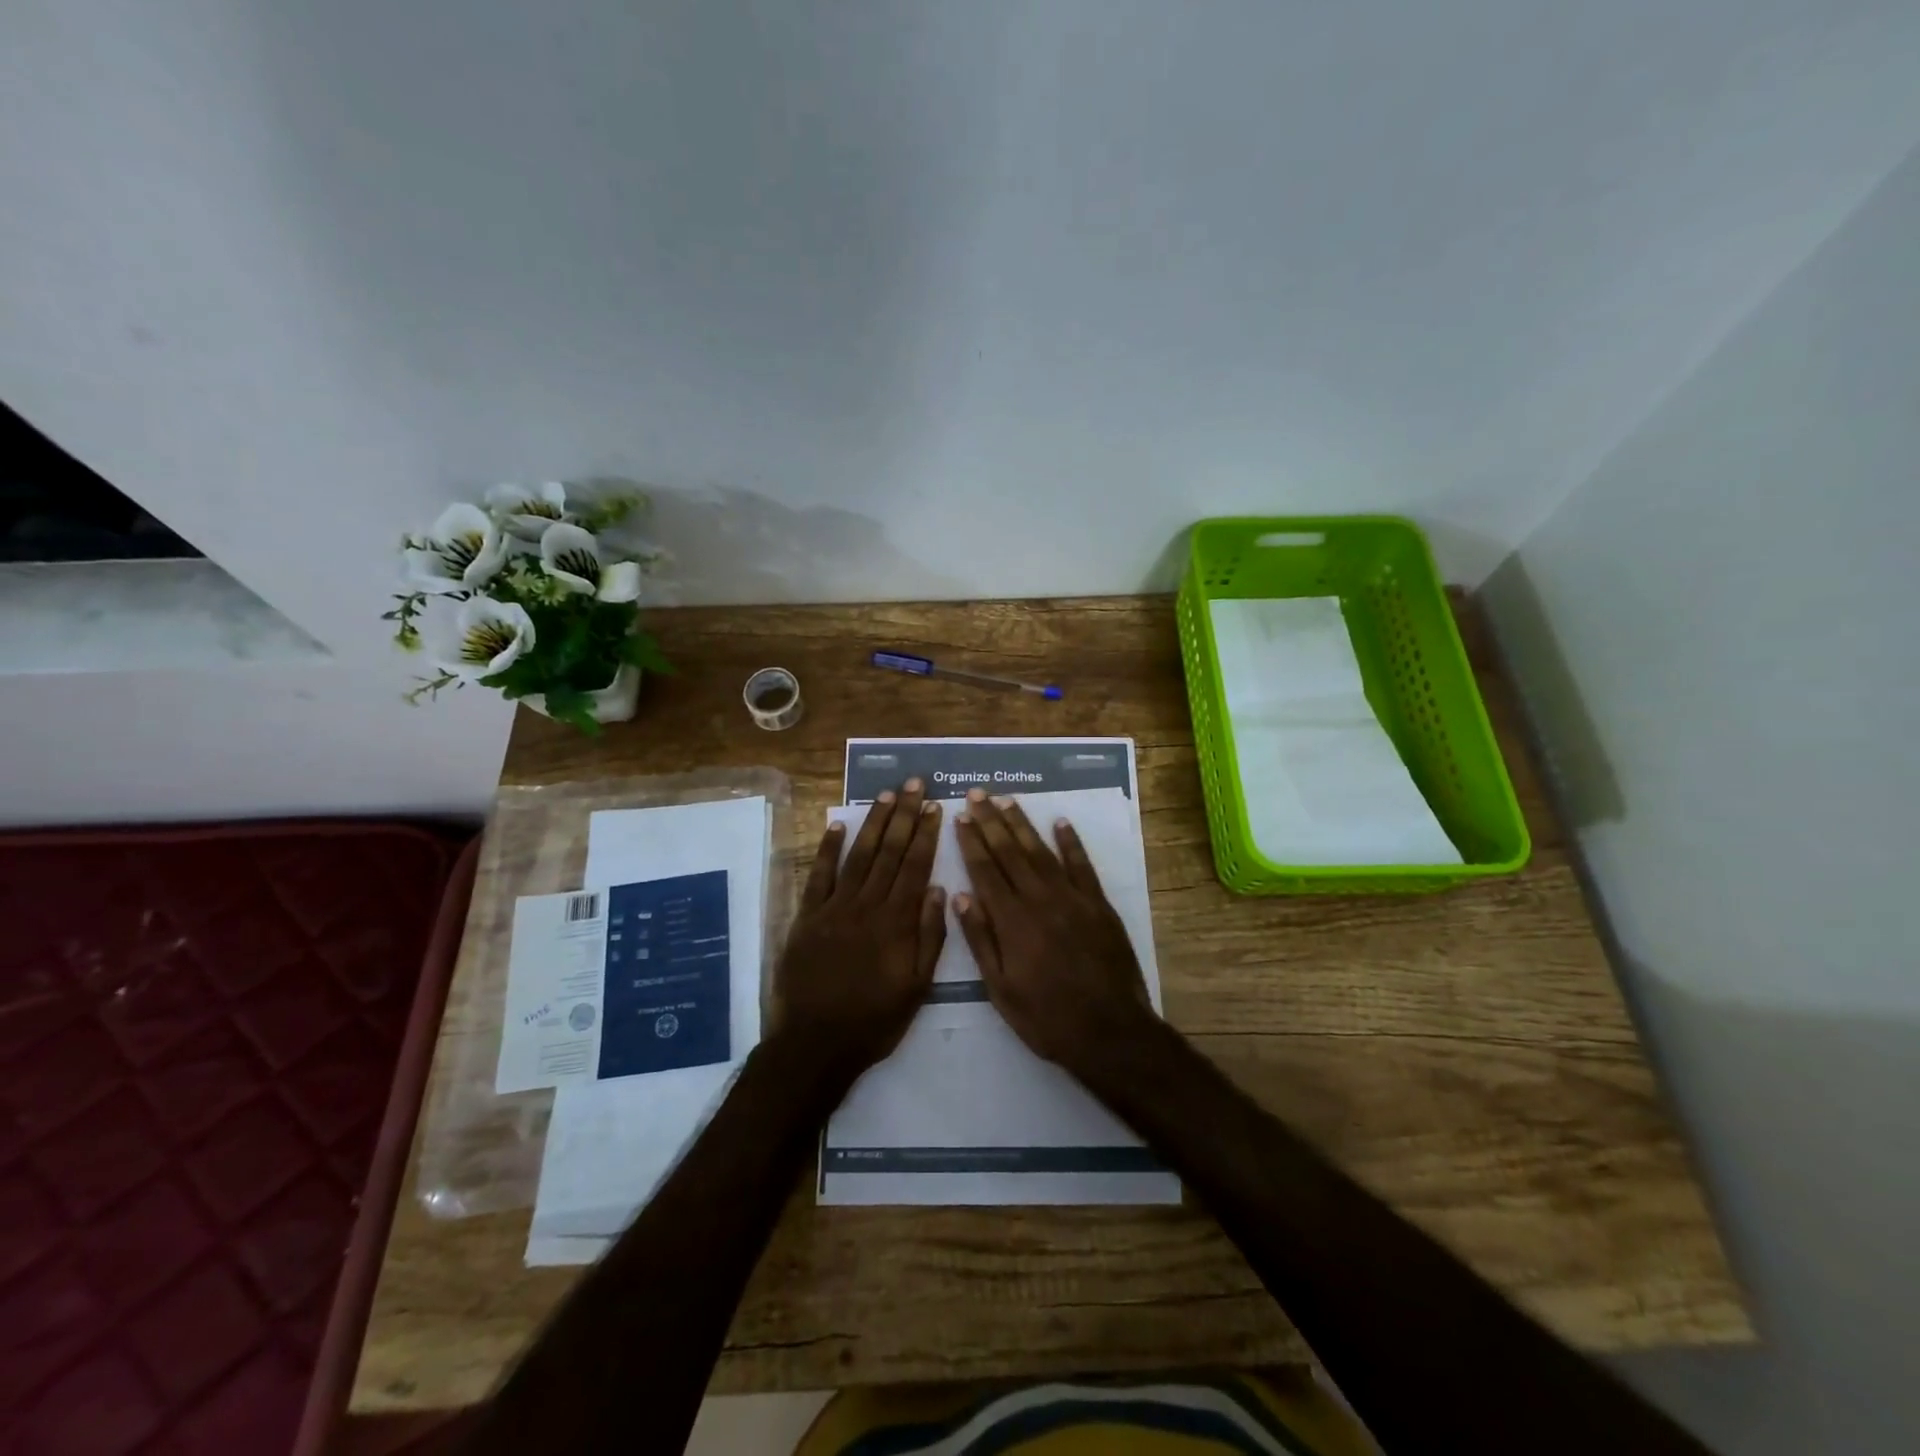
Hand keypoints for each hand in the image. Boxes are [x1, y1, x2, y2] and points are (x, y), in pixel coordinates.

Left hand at [772, 778, 945, 1077]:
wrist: (816, 1043)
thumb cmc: (874, 1020)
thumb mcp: (917, 988)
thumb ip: (929, 937)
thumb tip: (938, 890)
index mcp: (897, 922)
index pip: (915, 867)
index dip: (925, 834)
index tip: (934, 806)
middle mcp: (867, 906)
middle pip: (889, 852)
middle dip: (903, 815)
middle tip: (913, 783)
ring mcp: (834, 908)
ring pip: (858, 855)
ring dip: (872, 822)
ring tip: (886, 795)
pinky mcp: (807, 916)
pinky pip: (818, 875)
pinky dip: (827, 848)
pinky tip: (837, 824)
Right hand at [953, 790, 1156, 1075]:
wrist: (1110, 1032)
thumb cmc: (1046, 1018)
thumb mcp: (1000, 990)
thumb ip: (981, 940)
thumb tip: (961, 896)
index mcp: (1012, 921)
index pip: (985, 871)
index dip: (971, 842)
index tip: (960, 816)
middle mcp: (1039, 900)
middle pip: (1010, 852)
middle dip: (990, 821)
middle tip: (977, 793)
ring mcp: (1072, 899)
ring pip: (1041, 851)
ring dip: (1022, 824)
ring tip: (1006, 800)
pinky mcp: (1099, 905)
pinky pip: (1082, 865)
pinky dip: (1071, 842)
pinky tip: (1060, 822)